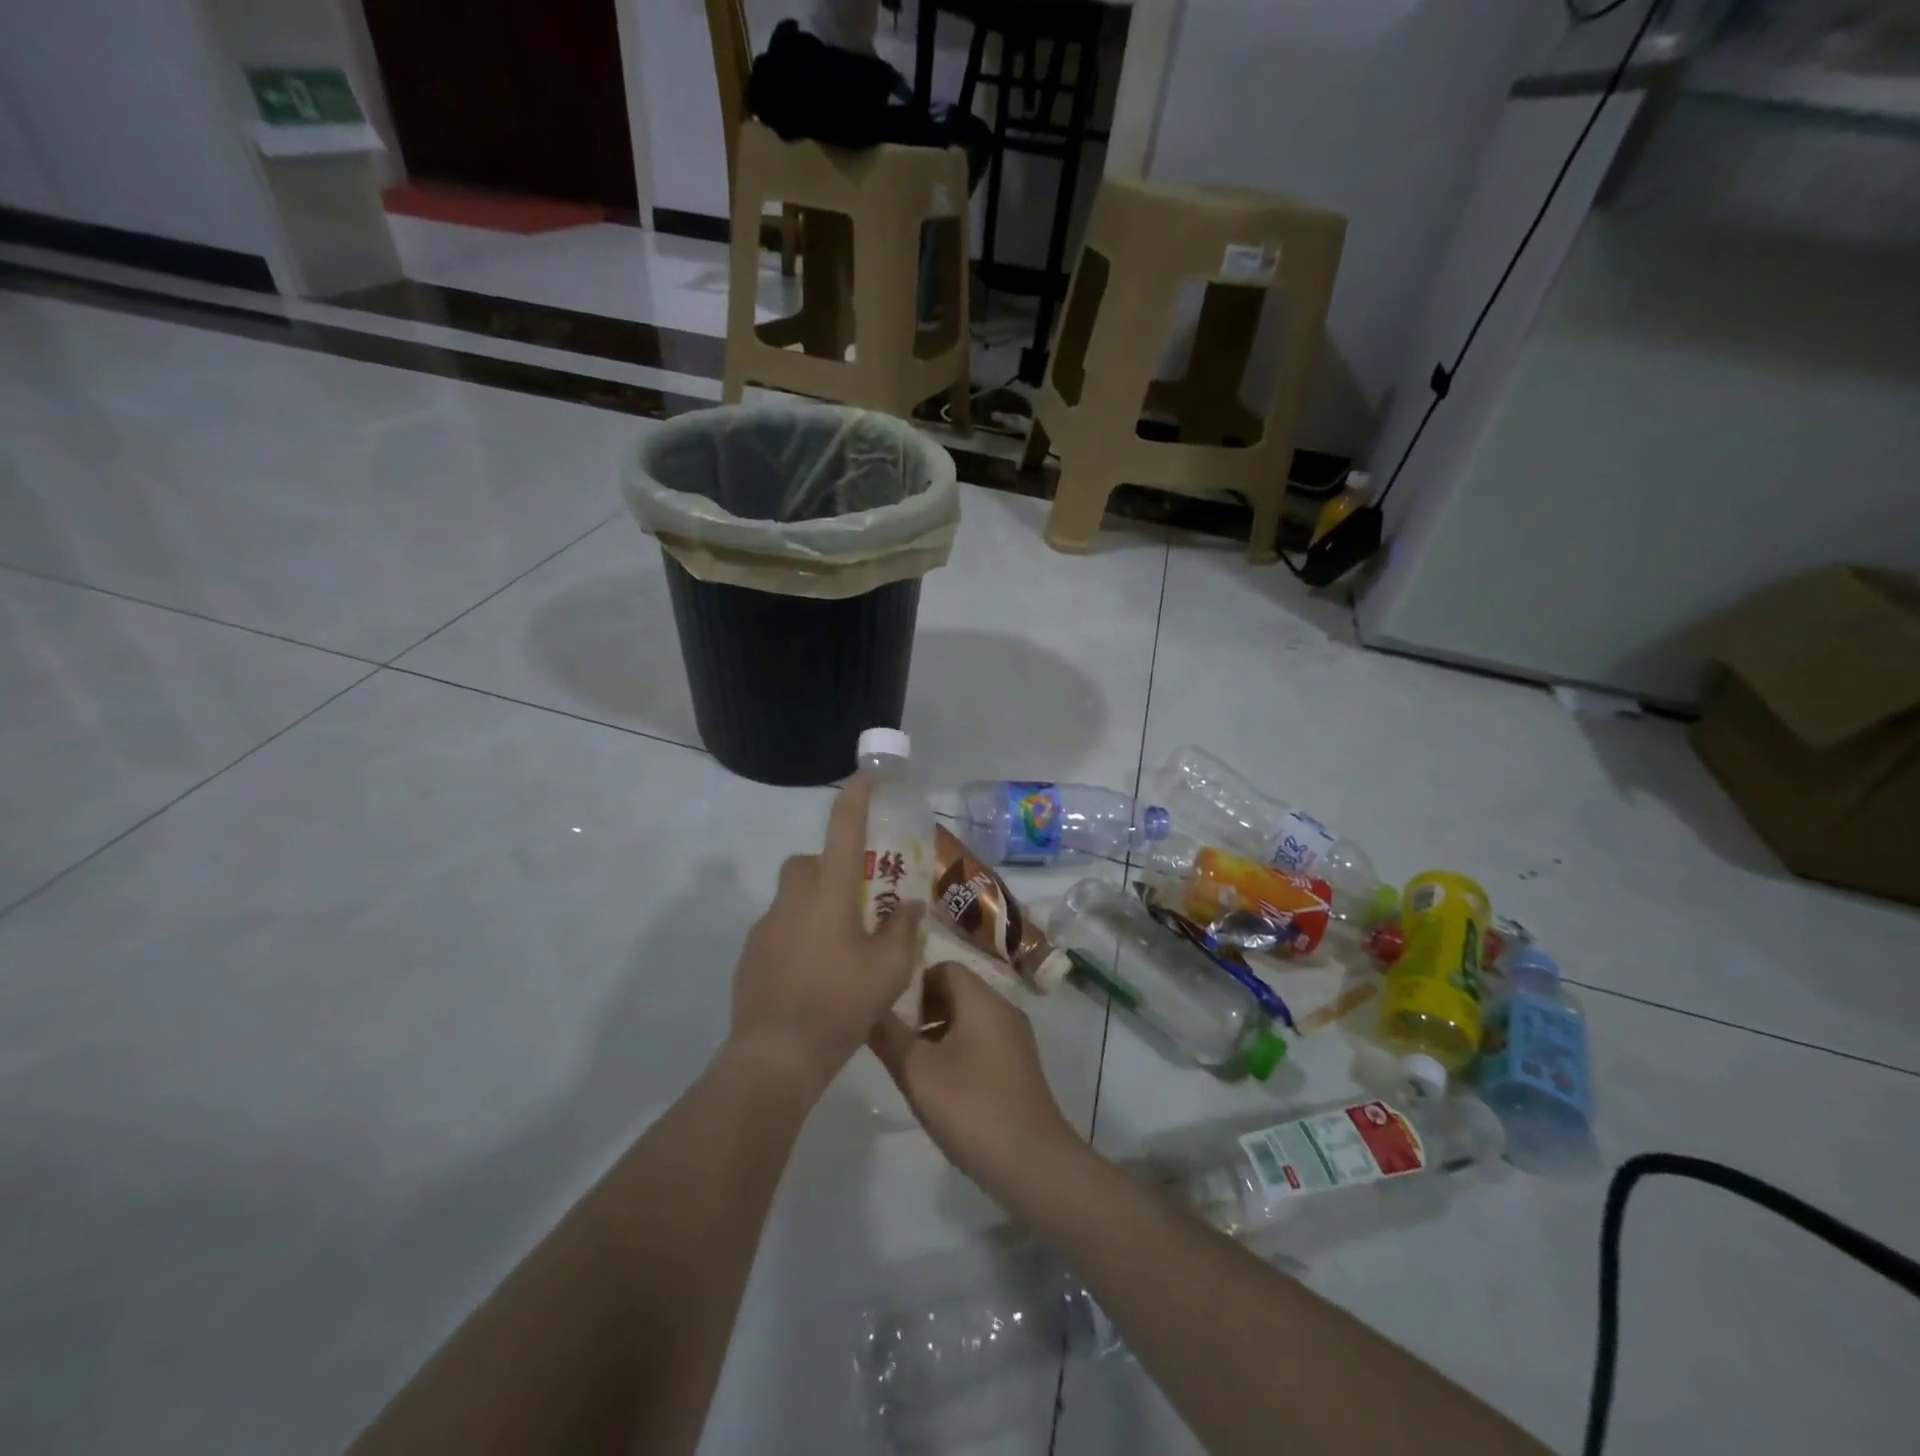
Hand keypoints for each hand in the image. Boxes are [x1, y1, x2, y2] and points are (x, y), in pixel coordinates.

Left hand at [729, 775, 924, 1101]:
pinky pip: (778, 929)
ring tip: (839, 948)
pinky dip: (797, 936)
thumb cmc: (840, 1004)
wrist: (775, 1054)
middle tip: (857, 901)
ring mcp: (766, 926)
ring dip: (815, 906)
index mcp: (830, 892)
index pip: (844, 828)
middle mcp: (794, 898)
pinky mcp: (750, 954)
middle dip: (831, 868)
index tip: (868, 775)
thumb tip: (908, 906)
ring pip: (793, 897)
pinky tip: (812, 975)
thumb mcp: (889, 969)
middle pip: (810, 862)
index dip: (857, 796)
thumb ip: (902, 930)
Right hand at [868, 962, 1076, 1196]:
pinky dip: (957, 1050)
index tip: (889, 1010)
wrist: (1032, 1163)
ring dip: (937, 1032)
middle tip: (894, 1038)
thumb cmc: (972, 1108)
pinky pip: (981, 1041)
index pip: (943, 967)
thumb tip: (867, 1007)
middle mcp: (1003, 1009)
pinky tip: (939, 1085)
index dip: (912, 983)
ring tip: (910, 1064)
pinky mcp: (1018, 1066)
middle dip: (921, 1009)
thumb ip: (888, 1035)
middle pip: (956, 991)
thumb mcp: (917, 1072)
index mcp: (983, 1000)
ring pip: (968, 1018)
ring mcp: (1015, 1039)